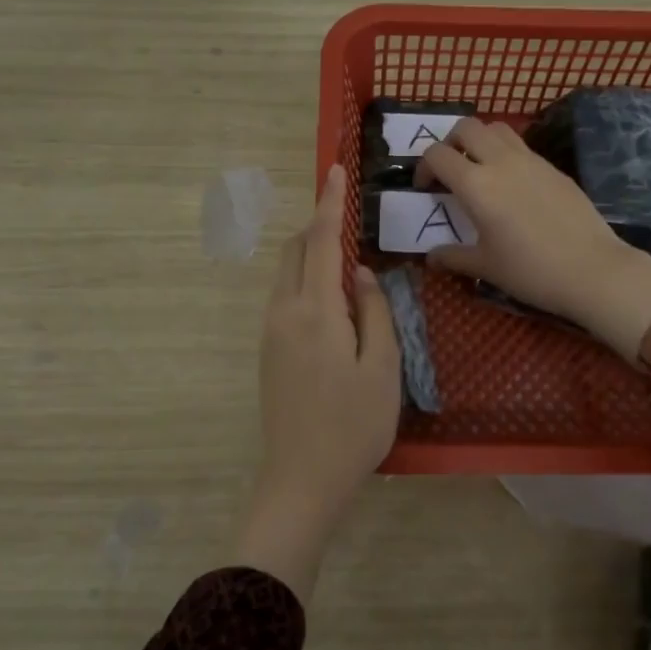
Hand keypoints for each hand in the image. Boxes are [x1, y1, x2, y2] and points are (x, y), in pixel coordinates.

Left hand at [238, 164, 400, 601]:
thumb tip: (362, 274)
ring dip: (311, 256)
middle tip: (351, 222)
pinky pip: (286, 298)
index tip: (333, 169)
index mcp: (315, 311)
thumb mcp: (382, 368)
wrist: (301, 481)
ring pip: (287, 275)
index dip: (328, 203)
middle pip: (294, 251)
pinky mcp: (268, 352)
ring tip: (349, 264)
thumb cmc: (353, 426)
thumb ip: (375, 312)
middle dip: (317, 227)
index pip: (319, 241)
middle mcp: (283, 312)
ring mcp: (270, 333)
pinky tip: (334, 304)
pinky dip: (306, 282)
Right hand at [416, 119, 650, 361]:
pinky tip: (512, 185)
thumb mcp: (485, 266)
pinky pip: (521, 146)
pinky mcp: (553, 167)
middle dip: (450, 142)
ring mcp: (531, 160)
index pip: (437, 154)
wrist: (592, 270)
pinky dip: (506, 152)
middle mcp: (501, 161)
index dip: (424, 167)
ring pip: (496, 128)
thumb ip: (453, 256)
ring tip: (480, 169)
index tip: (427, 189)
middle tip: (450, 170)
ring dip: (480, 140)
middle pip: (466, 127)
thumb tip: (432, 257)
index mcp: (476, 184)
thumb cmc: (530, 271)